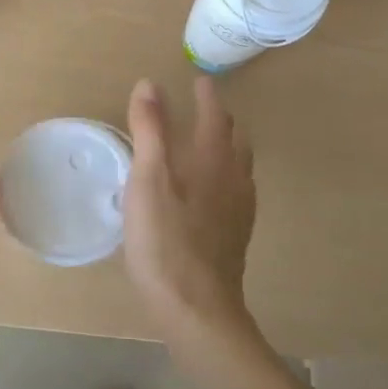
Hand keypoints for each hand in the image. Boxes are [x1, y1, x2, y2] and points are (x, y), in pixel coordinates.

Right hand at [123, 75, 257, 334]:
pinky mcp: (237, 234)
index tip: (200, 80)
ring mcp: (240, 208)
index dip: (207, 95)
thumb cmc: (165, 239)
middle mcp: (234, 177)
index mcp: (212, 159)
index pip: (214, 115)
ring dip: (227, 145)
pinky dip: (227, 174)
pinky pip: (238, 189)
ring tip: (210, 143)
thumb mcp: (147, 178)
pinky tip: (212, 191)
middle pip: (234, 137)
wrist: (197, 307)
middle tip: (204, 107)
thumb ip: (150, 129)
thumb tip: (150, 83)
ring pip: (240, 164)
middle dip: (220, 118)